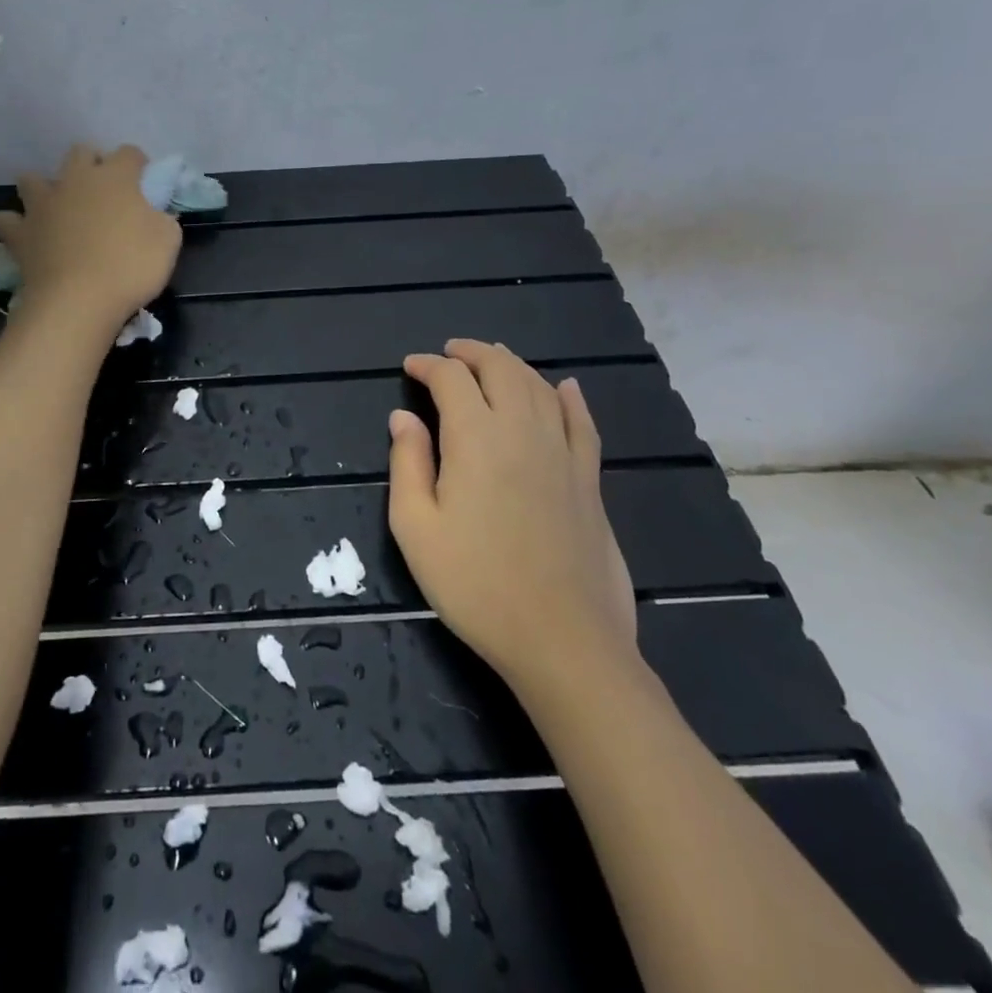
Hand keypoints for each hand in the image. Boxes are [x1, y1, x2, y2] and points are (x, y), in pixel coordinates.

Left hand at [0, 144, 181, 330]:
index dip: (138, 165)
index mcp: (115, 177)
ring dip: (44, 188)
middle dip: (92, 165)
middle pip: (80, 153)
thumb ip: (163, 219)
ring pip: (33, 179)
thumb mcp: (168, 241)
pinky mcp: (19, 232)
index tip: (144, 184)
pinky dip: (15, 225)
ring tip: (57, 210)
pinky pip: (7, 220)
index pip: (129, 153)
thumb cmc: (130, 267)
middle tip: (103, 194)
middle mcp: (75, 180)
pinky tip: (26, 235)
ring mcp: (42, 204)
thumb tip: (155, 214)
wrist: (78, 301)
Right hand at [388, 340, 637, 687]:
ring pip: (540, 387)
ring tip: (493, 359)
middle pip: (501, 369)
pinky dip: (570, 398)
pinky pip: (582, 423)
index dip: (428, 365)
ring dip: (513, 365)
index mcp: (476, 438)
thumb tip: (402, 417)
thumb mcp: (416, 528)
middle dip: (471, 353)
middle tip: (449, 353)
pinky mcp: (589, 479)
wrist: (562, 639)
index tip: (410, 367)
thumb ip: (407, 463)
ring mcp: (563, 453)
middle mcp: (523, 430)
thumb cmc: (475, 584)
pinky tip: (566, 387)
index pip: (451, 379)